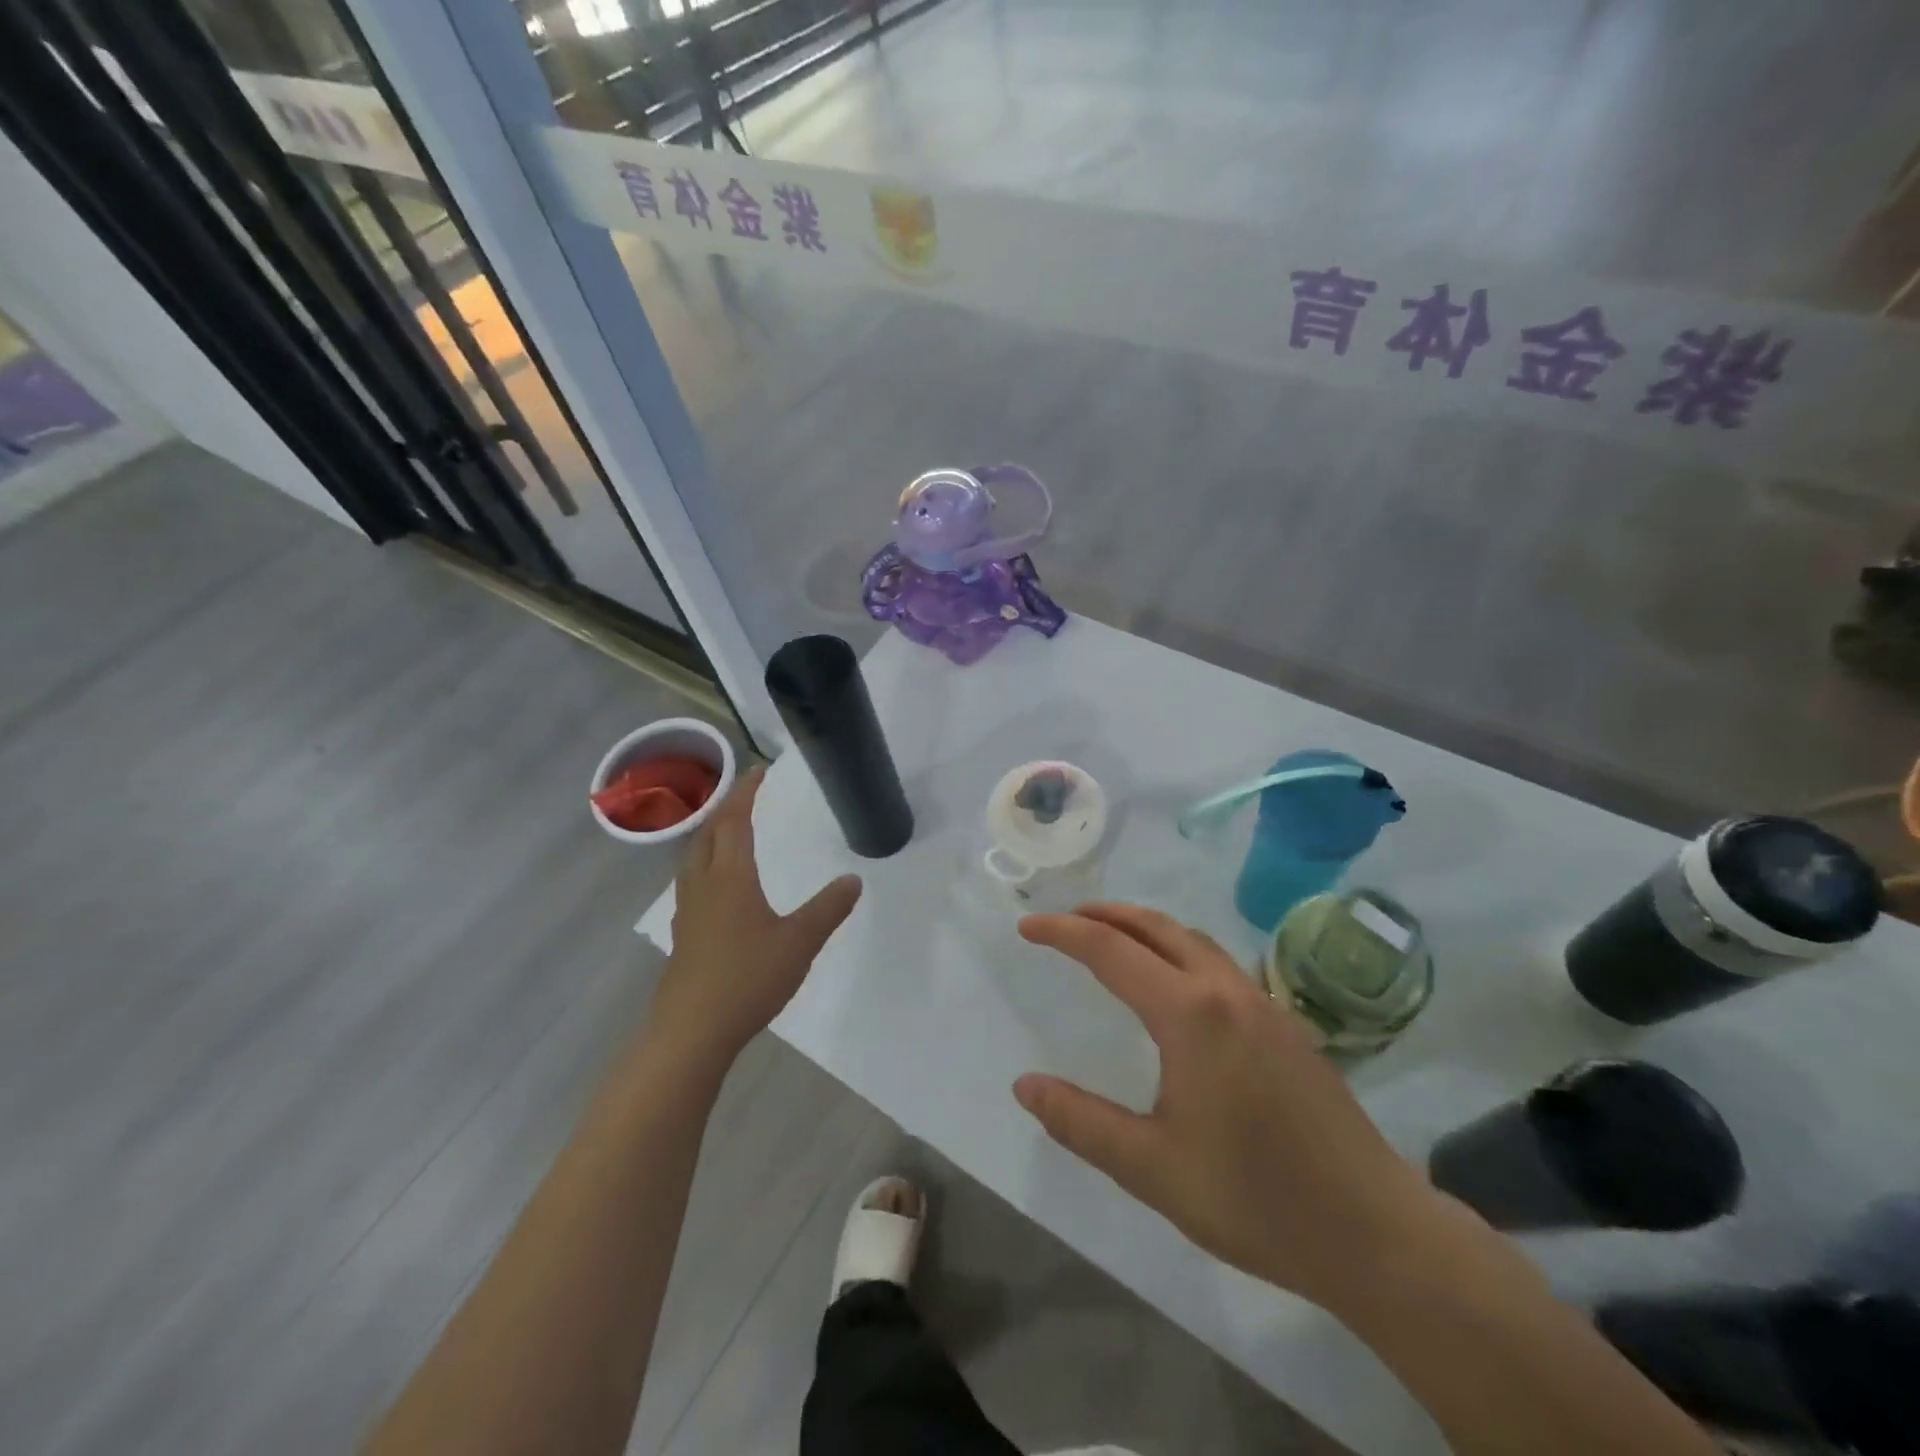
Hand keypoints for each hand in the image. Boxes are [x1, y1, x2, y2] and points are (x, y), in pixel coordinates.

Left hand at [650, 764, 862, 1068]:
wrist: (691, 1031)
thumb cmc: (747, 978)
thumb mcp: (800, 942)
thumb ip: (828, 908)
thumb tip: (854, 880)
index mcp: (731, 877)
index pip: (735, 821)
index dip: (746, 792)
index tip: (759, 770)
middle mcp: (703, 884)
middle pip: (708, 832)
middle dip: (725, 807)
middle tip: (746, 794)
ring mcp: (688, 910)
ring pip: (694, 856)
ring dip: (711, 833)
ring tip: (728, 829)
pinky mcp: (683, 934)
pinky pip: (692, 880)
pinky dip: (705, 862)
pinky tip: (717, 884)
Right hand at [1014, 904, 1436, 1309]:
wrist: (1376, 1232)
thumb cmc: (1255, 1199)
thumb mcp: (1152, 1168)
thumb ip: (1081, 1122)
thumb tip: (1025, 1085)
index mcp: (1190, 1015)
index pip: (1110, 951)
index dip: (1063, 933)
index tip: (1027, 928)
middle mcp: (1226, 991)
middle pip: (1155, 927)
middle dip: (1104, 914)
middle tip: (1064, 921)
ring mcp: (1262, 1003)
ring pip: (1192, 939)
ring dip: (1144, 927)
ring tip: (1110, 939)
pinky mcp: (1285, 1023)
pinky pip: (1217, 962)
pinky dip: (1177, 949)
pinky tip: (1173, 984)